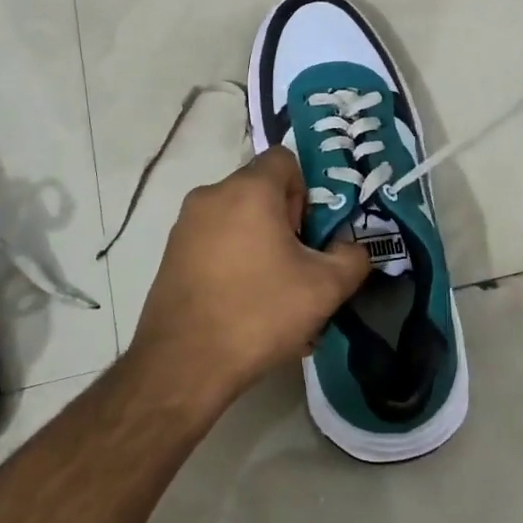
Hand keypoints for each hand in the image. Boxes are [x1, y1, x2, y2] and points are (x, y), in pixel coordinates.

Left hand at [131, 147, 370, 405]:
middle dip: (285, 219)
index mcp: (248, 190)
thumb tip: (350, 248)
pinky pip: (214, 239)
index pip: (285, 159)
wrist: (183, 363)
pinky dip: (233, 257)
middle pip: (260, 189)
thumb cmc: (259, 313)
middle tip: (297, 264)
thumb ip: (352, 257)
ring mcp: (185, 224)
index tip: (308, 233)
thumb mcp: (325, 288)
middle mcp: (211, 194)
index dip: (306, 190)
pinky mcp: (171, 252)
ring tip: (271, 289)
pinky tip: (242, 301)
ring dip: (259, 241)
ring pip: (236, 216)